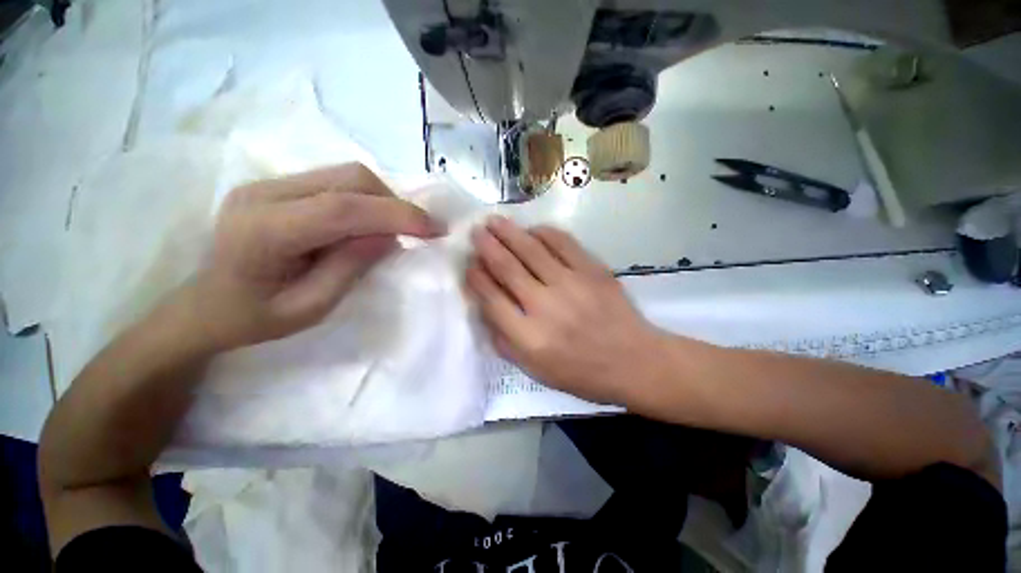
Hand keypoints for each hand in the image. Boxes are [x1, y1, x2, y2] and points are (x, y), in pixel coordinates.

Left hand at [188, 163, 445, 350]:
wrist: (203, 305)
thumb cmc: (253, 319)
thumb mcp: (311, 307)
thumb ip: (352, 266)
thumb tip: (390, 235)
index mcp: (264, 230)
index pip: (344, 208)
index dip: (397, 214)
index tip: (435, 229)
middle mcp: (264, 192)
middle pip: (349, 179)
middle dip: (394, 204)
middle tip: (417, 232)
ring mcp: (269, 183)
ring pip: (347, 175)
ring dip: (382, 200)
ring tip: (395, 229)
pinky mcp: (278, 184)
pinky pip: (337, 182)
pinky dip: (366, 200)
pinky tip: (369, 223)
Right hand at [466, 216, 666, 404]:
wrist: (633, 361)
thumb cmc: (581, 372)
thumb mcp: (535, 371)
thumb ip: (505, 341)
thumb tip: (485, 306)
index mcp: (530, 338)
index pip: (492, 299)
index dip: (477, 278)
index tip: (469, 265)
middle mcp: (546, 307)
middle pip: (508, 268)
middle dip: (487, 247)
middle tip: (476, 232)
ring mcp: (571, 284)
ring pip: (531, 250)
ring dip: (509, 233)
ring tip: (494, 221)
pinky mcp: (593, 270)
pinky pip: (563, 243)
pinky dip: (544, 233)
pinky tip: (533, 230)